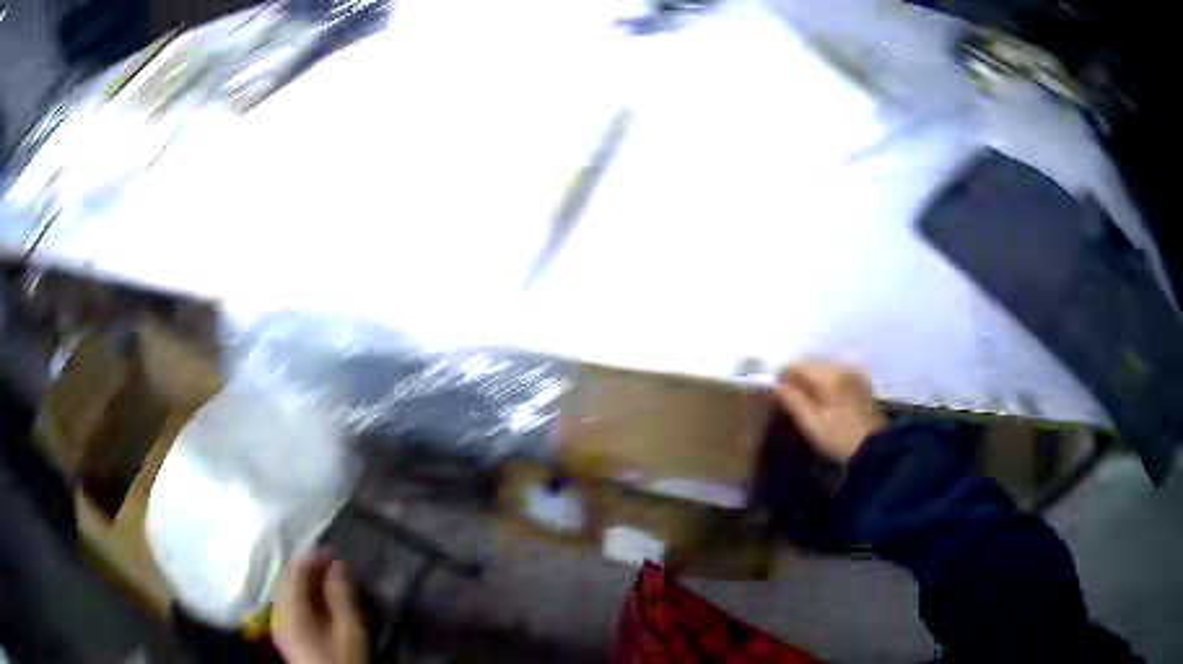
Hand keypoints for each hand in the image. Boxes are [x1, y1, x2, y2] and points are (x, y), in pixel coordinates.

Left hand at [273, 554, 367, 663]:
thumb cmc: (344, 660)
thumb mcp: (350, 630)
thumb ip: (342, 595)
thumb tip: (338, 564)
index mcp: (290, 610)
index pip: (295, 573)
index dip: (312, 559)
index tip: (333, 552)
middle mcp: (277, 613)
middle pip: (287, 580)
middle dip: (308, 569)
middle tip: (332, 564)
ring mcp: (277, 625)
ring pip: (286, 592)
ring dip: (304, 582)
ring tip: (327, 580)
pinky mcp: (283, 634)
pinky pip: (287, 604)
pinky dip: (301, 595)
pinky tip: (317, 600)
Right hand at [776, 360, 885, 462]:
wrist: (875, 448)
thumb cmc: (840, 438)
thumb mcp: (812, 423)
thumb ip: (793, 401)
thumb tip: (777, 385)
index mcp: (831, 376)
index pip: (800, 363)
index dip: (784, 372)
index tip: (775, 387)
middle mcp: (843, 367)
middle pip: (813, 360)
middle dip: (797, 373)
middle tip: (786, 392)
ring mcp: (854, 372)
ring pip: (825, 365)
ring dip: (811, 376)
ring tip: (802, 395)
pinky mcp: (860, 380)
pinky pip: (836, 371)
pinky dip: (824, 379)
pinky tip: (821, 395)